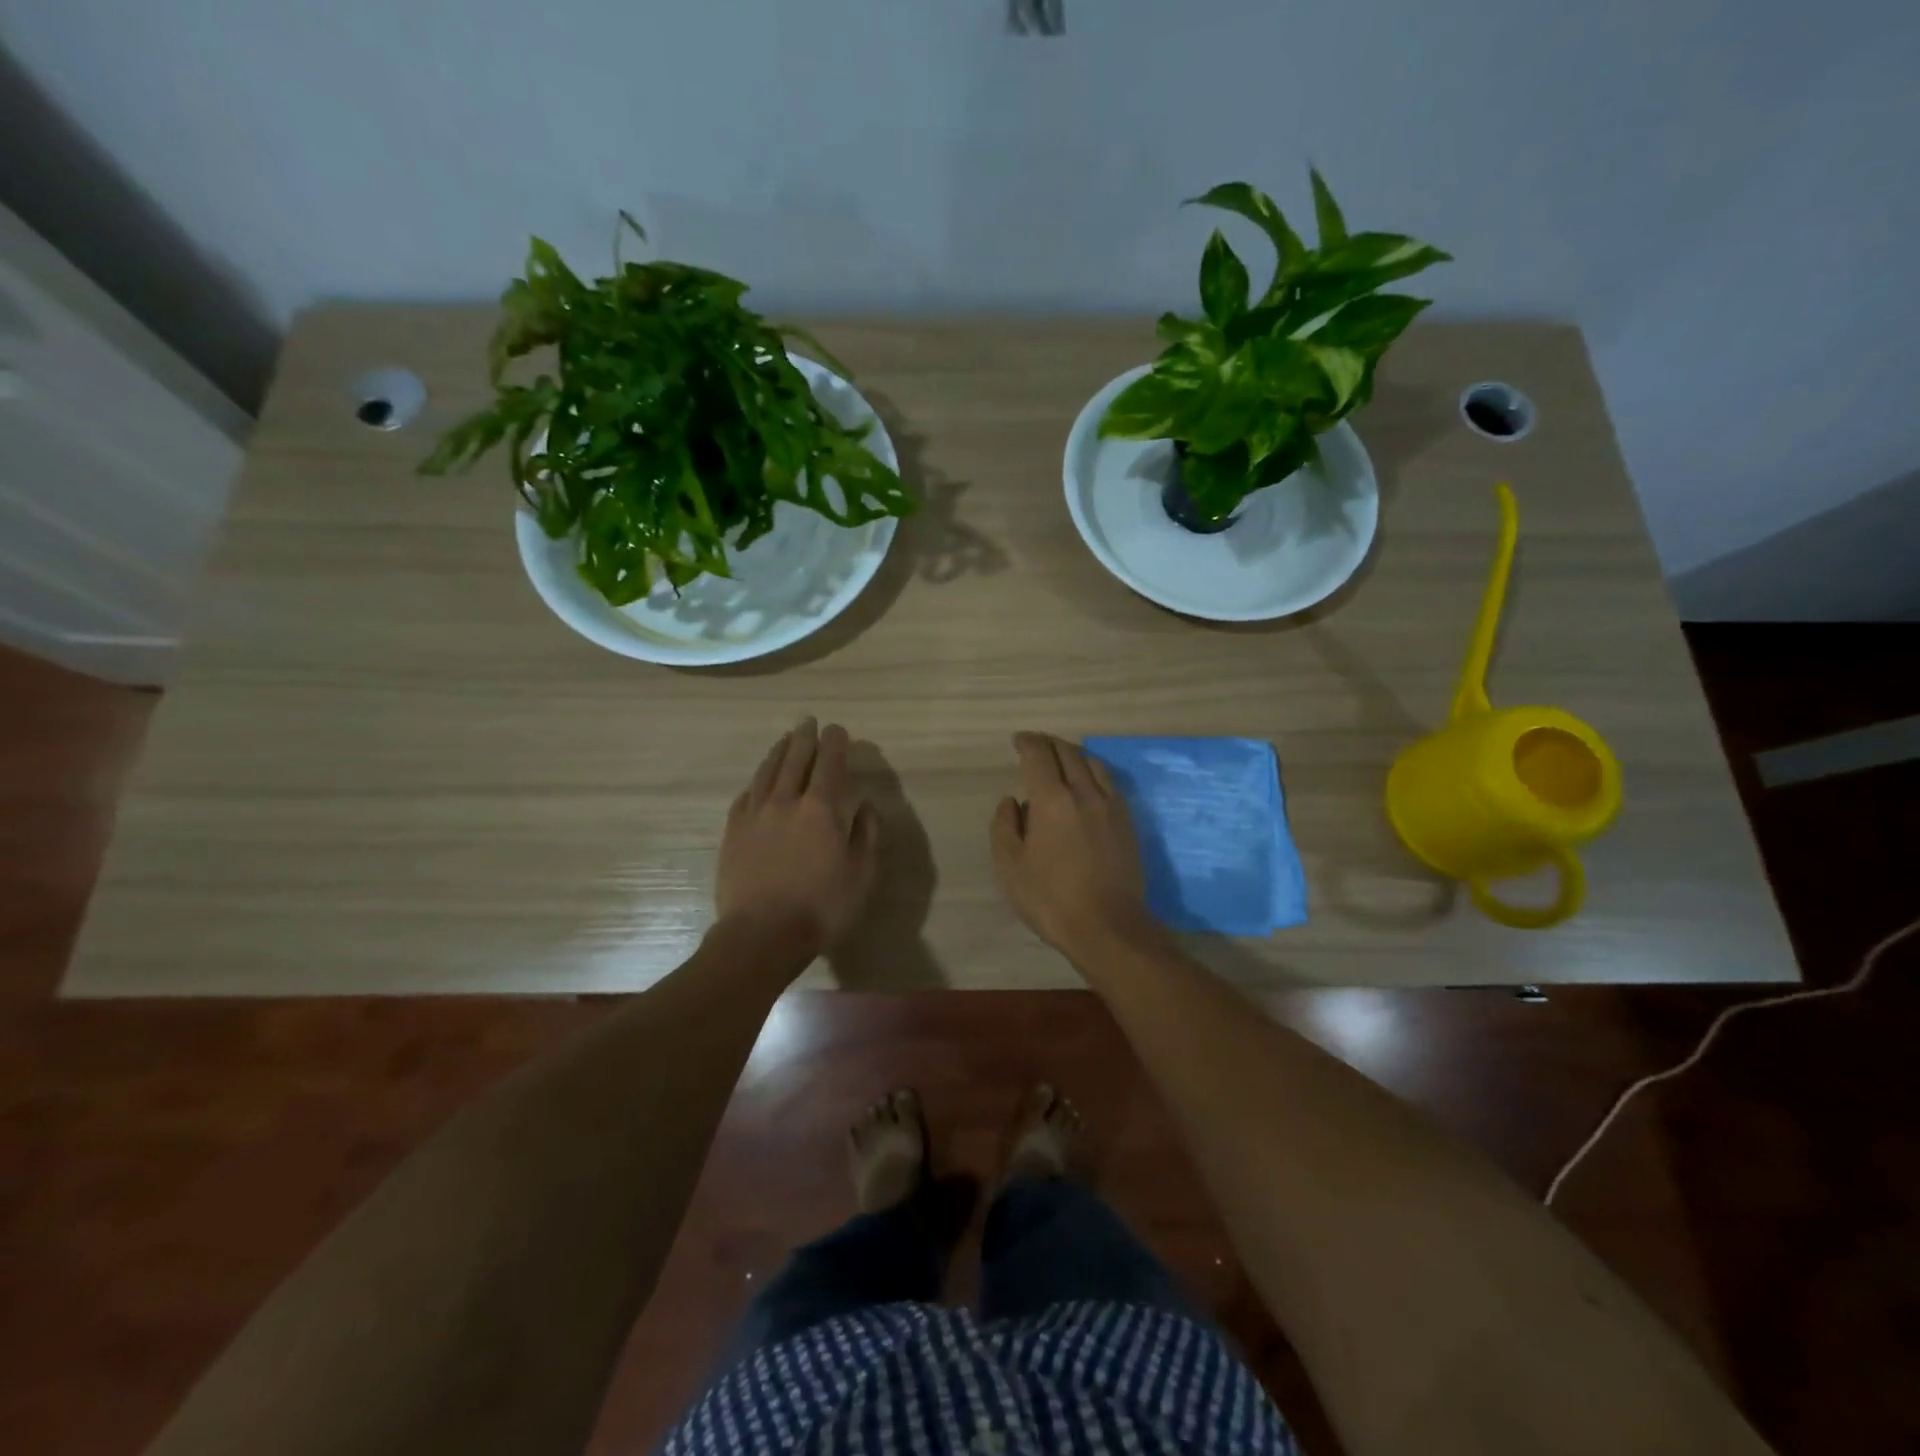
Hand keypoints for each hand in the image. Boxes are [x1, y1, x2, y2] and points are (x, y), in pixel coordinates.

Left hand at [716, 718, 877, 959]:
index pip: (829, 764)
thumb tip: (864, 806)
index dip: (835, 743)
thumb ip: (865, 835)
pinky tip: (759, 780)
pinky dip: (756, 781)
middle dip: (804, 738)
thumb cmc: (821, 908)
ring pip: (767, 772)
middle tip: (809, 722)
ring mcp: (755, 815)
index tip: (837, 729)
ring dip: (778, 751)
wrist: (761, 935)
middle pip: (795, 759)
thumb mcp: (860, 875)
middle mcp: (786, 802)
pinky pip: (745, 795)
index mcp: (820, 810)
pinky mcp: (733, 832)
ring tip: (785, 739)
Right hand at [990, 732, 1152, 959]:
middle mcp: (1084, 793)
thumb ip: (1005, 826)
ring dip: (1073, 754)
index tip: (1018, 740)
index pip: (1039, 755)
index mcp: (1052, 800)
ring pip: (1092, 764)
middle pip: (1067, 753)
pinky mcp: (1127, 822)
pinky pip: (1109, 782)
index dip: (1027, 742)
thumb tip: (1012, 801)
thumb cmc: (1051, 899)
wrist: (1108, 927)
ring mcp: (1111, 806)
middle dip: (1048, 743)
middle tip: (1035, 744)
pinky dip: (1093, 772)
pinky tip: (1087, 784)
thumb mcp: (1010, 866)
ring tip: (1060, 759)